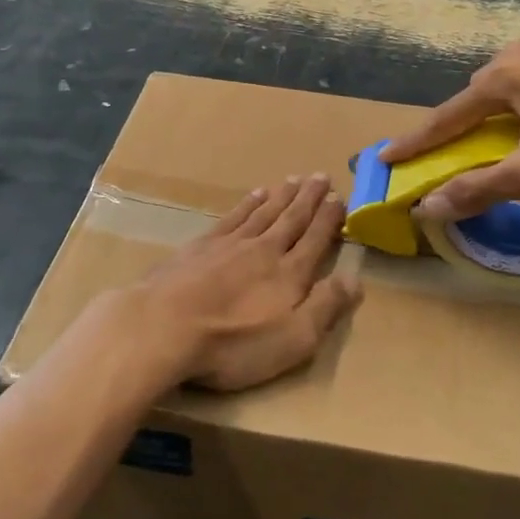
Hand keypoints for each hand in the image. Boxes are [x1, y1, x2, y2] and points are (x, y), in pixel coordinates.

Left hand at [122, 175, 361, 391]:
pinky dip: (247, 204)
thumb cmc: (234, 342)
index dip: (330, 218)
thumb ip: (326, 307)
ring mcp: (230, 244)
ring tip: (294, 180)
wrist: (165, 326)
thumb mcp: (293, 338)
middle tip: (321, 176)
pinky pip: (233, 217)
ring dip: (281, 196)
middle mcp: (264, 249)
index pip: (316, 239)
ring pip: (263, 212)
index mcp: (290, 273)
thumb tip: (354, 279)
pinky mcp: (200, 246)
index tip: (340, 197)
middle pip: (292, 218)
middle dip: (309, 198)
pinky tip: (254, 195)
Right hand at [380, 37, 519, 221]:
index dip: (417, 142)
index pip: (447, 117)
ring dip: (498, 114)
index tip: (387, 156)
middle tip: (455, 153)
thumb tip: (427, 208)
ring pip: (510, 86)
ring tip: (503, 140)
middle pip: (477, 97)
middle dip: (462, 126)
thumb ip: (477, 189)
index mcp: (502, 76)